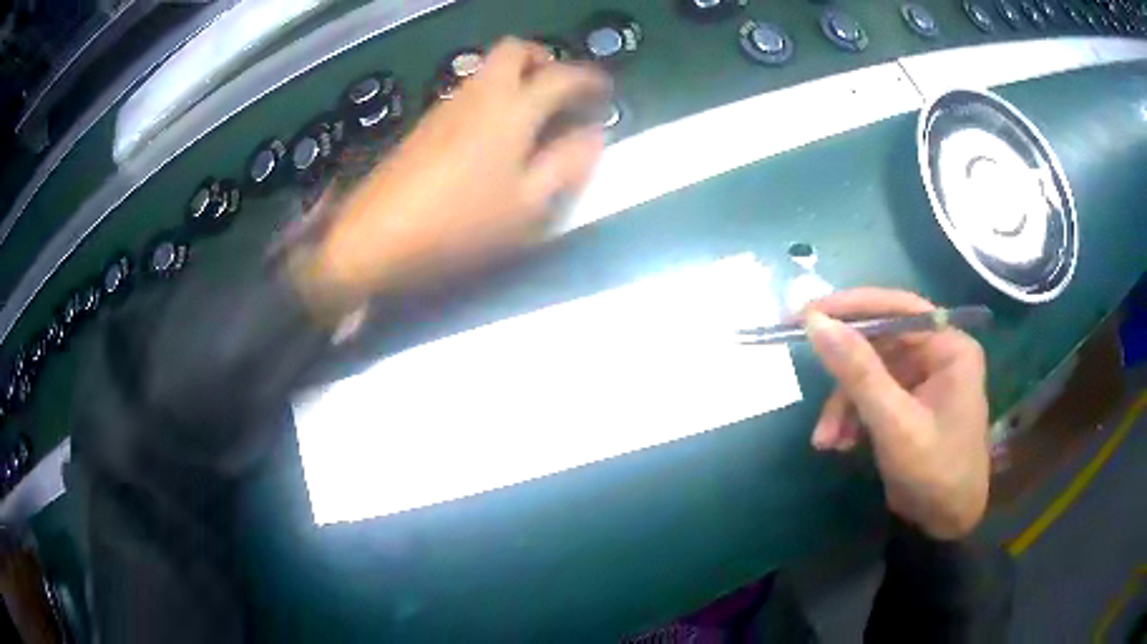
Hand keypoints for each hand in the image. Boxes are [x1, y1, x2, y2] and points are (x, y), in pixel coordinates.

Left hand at [311, 37, 609, 303]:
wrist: (375, 236)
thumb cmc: (460, 223)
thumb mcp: (527, 205)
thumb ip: (566, 165)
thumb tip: (594, 136)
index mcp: (512, 109)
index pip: (561, 75)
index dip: (589, 79)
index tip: (604, 91)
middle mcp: (479, 94)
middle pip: (514, 50)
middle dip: (544, 59)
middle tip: (559, 89)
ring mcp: (446, 106)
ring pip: (487, 70)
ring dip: (516, 77)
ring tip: (533, 116)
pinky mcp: (424, 124)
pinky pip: (468, 92)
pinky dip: (491, 97)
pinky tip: (492, 136)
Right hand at [804, 288, 989, 539]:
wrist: (947, 524)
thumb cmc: (935, 472)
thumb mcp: (894, 424)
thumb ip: (858, 372)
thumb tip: (814, 322)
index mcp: (949, 347)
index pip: (898, 308)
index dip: (852, 307)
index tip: (806, 314)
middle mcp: (938, 354)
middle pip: (880, 343)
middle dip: (844, 374)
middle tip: (804, 368)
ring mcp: (923, 380)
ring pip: (870, 373)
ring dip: (844, 404)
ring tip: (826, 439)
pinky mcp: (909, 403)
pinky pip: (872, 396)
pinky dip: (851, 417)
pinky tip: (838, 443)